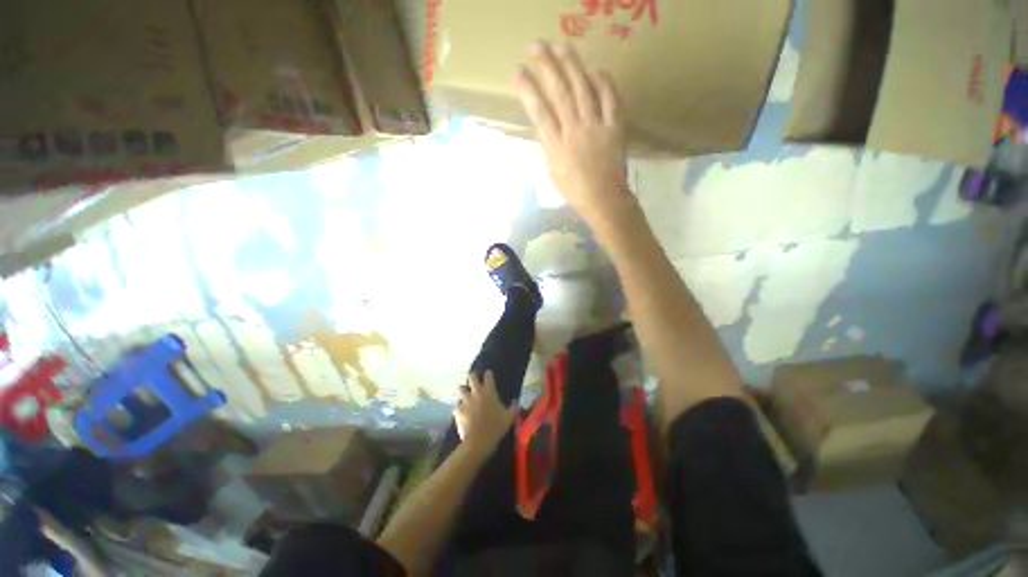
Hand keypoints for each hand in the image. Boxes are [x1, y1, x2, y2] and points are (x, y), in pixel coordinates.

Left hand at [454, 371, 516, 456]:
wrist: (478, 441)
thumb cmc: (496, 427)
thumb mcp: (509, 418)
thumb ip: (513, 408)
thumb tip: (516, 402)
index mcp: (489, 391)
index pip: (488, 375)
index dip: (488, 374)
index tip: (488, 375)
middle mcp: (476, 392)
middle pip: (471, 376)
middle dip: (472, 377)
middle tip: (474, 381)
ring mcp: (465, 400)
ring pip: (460, 388)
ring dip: (463, 391)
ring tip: (465, 395)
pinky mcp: (457, 410)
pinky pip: (457, 405)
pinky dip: (459, 407)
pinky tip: (461, 412)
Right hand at [516, 42, 634, 226]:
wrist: (603, 200)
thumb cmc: (575, 191)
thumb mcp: (553, 172)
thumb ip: (548, 148)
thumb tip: (545, 127)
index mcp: (556, 147)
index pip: (539, 113)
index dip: (528, 91)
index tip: (518, 73)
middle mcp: (574, 132)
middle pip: (559, 94)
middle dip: (546, 67)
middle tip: (536, 46)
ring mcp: (596, 128)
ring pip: (583, 90)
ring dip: (571, 66)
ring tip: (561, 47)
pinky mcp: (615, 127)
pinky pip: (610, 99)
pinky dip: (603, 82)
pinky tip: (595, 70)